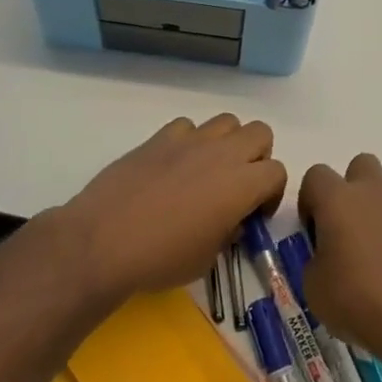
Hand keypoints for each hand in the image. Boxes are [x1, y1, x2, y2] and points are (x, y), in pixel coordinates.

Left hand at [60, 115, 286, 300]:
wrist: (103, 242)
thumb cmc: (161, 259)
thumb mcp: (207, 259)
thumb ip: (228, 233)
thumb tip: (230, 221)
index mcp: (242, 184)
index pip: (278, 172)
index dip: (271, 194)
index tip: (253, 215)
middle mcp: (223, 153)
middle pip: (260, 133)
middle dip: (257, 157)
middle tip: (238, 185)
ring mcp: (190, 140)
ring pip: (226, 122)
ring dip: (226, 143)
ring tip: (208, 171)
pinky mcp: (159, 137)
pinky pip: (187, 127)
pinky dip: (189, 142)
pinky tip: (174, 166)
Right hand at [297, 154, 381, 381]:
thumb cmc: (358, 300)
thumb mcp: (314, 288)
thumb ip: (315, 261)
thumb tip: (328, 257)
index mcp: (339, 200)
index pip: (316, 176)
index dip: (309, 201)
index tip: (313, 234)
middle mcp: (373, 194)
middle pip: (359, 167)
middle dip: (348, 190)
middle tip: (343, 231)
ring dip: (372, 217)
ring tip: (370, 264)